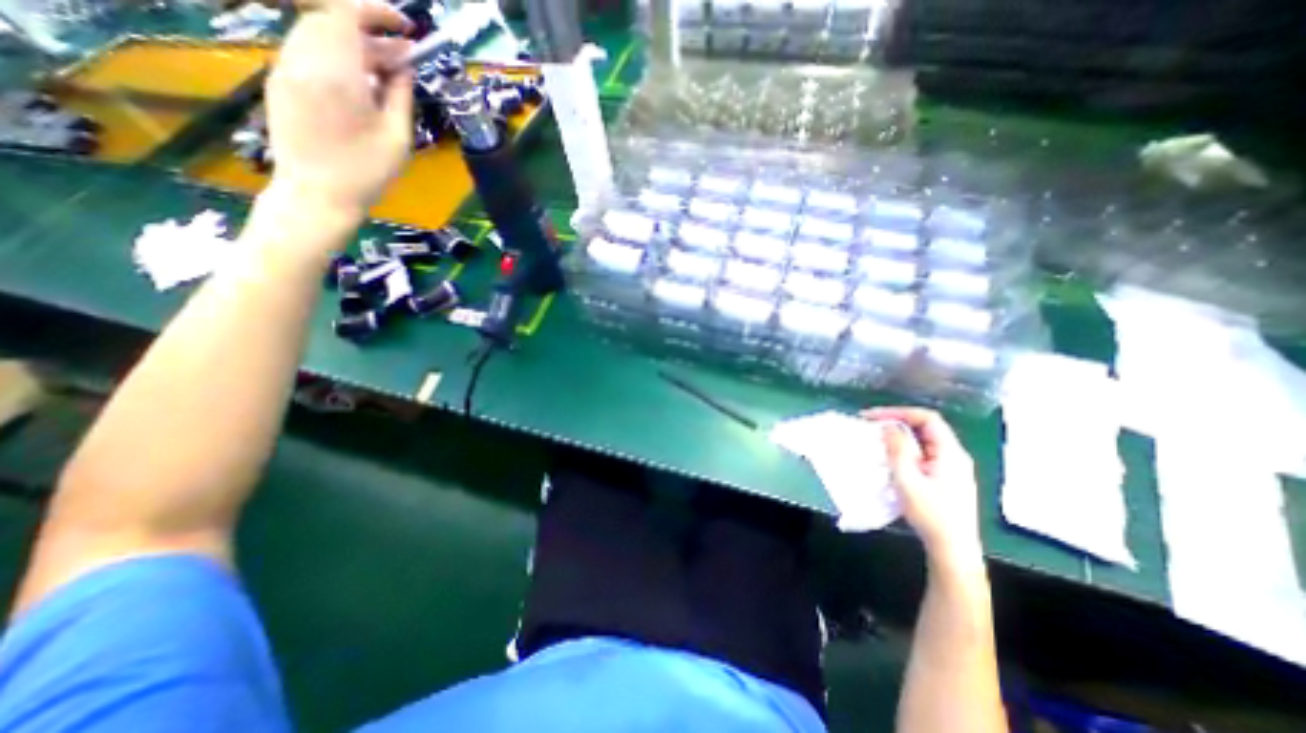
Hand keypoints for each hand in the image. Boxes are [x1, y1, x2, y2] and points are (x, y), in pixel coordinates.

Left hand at [271, 0, 421, 223]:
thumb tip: (405, 66)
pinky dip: (335, 57)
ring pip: (316, 34)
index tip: (405, 28)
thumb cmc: (366, 173)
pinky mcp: (278, 82)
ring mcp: (284, 69)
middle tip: (401, 57)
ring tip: (383, 73)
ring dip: (352, 44)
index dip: (376, 11)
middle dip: (368, 29)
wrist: (316, 195)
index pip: (345, 12)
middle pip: (328, 19)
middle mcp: (301, 60)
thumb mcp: (397, 138)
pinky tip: (358, 85)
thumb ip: (401, 95)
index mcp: (335, 73)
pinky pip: (307, 53)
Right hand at [864, 406, 978, 566]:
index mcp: (950, 453)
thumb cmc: (931, 514)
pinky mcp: (945, 478)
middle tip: (871, 428)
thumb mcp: (908, 480)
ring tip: (876, 442)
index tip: (873, 417)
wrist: (953, 549)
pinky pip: (923, 454)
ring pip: (923, 442)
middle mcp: (954, 456)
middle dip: (896, 423)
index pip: (927, 418)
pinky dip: (904, 450)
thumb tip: (889, 426)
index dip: (898, 412)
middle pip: (925, 428)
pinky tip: (891, 460)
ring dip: (899, 438)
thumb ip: (899, 450)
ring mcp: (951, 468)